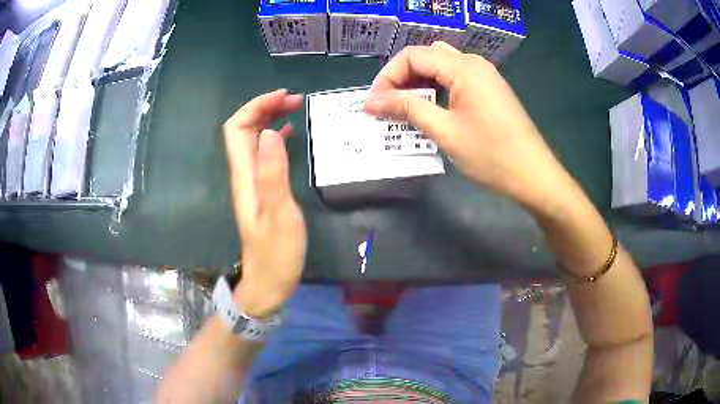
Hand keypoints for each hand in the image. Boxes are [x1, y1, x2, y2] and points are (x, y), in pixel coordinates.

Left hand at [223, 89, 306, 317]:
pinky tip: (290, 134)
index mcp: (245, 175)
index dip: (255, 106)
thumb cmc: (276, 253)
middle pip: (243, 129)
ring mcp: (253, 182)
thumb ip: (273, 173)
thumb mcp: (279, 213)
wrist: (268, 282)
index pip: (237, 128)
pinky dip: (275, 137)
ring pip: (253, 139)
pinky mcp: (263, 190)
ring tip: (295, 110)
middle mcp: (245, 174)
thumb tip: (270, 132)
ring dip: (269, 119)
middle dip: (264, 107)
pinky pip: (264, 154)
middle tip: (294, 101)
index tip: (282, 97)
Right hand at [364, 42, 568, 208]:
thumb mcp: (445, 131)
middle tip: (388, 104)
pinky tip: (431, 109)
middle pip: (426, 57)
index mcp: (463, 67)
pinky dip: (437, 89)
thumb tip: (371, 102)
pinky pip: (456, 79)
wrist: (534, 175)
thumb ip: (408, 109)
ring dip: (419, 83)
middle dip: (402, 77)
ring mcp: (485, 76)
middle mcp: (474, 63)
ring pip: (441, 67)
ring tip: (405, 108)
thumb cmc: (491, 155)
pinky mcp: (490, 90)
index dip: (388, 76)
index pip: (413, 56)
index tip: (375, 103)